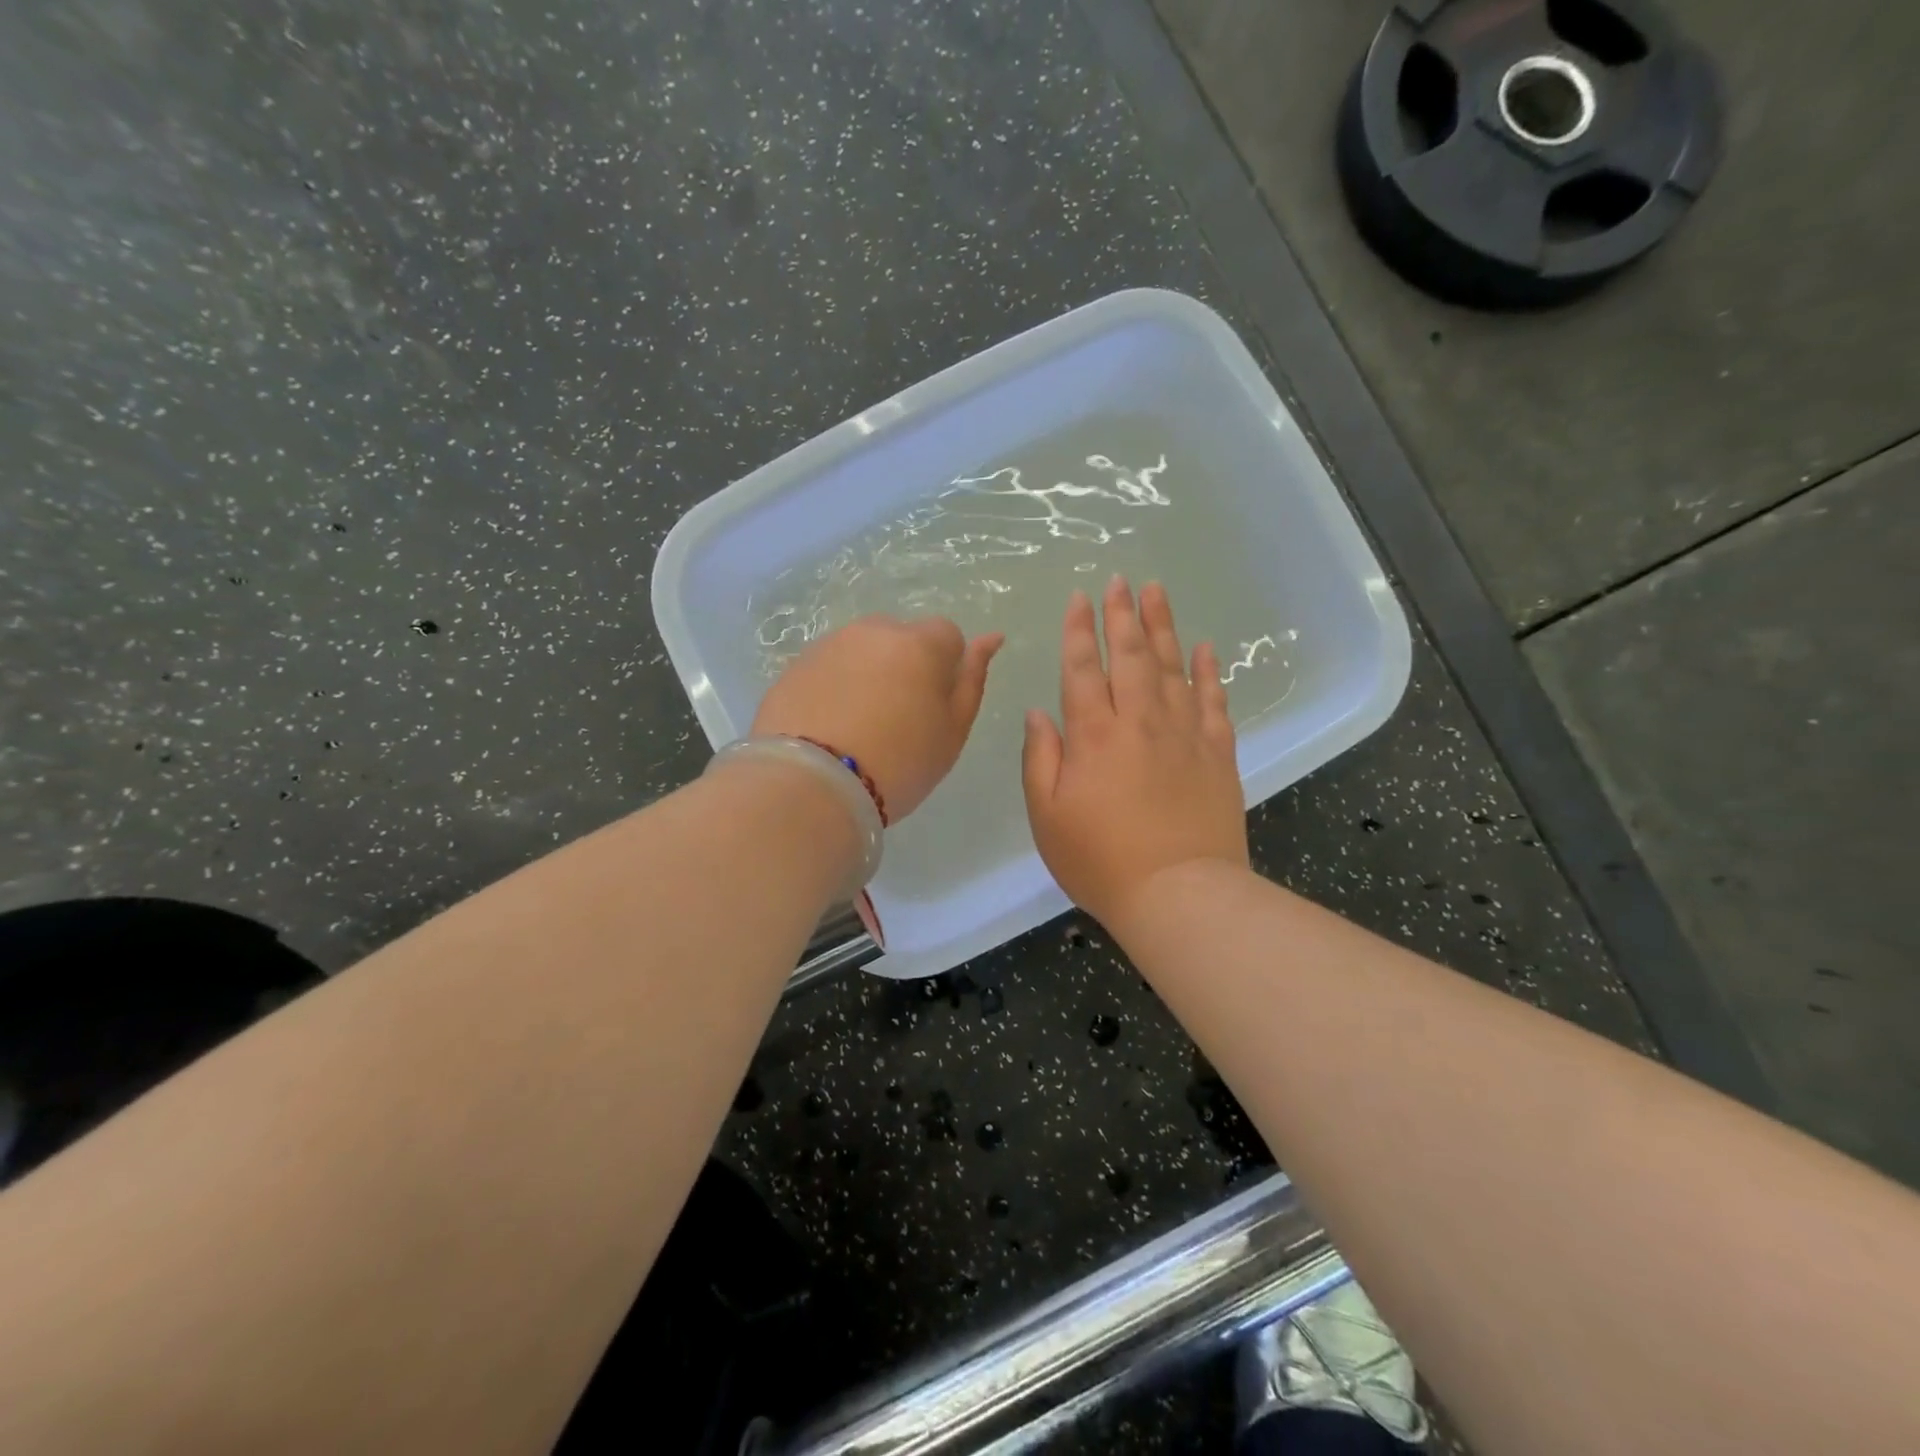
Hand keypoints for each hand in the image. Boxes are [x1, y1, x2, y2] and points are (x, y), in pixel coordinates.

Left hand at [753, 616, 1003, 820]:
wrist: (809, 786)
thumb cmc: (898, 763)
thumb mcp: (952, 732)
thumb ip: (972, 680)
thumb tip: (990, 638)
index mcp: (920, 643)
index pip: (948, 635)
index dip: (946, 669)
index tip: (934, 708)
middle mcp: (873, 631)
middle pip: (901, 637)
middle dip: (905, 665)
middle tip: (897, 719)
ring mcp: (829, 645)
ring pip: (862, 650)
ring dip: (868, 674)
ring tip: (859, 725)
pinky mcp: (794, 666)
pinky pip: (829, 668)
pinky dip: (835, 687)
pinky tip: (829, 726)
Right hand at [1022, 577, 1248, 931]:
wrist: (1179, 895)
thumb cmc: (1100, 861)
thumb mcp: (1047, 816)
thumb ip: (1040, 758)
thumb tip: (1039, 712)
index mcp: (1093, 735)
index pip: (1083, 668)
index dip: (1079, 630)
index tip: (1081, 597)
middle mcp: (1139, 721)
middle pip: (1130, 655)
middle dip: (1123, 614)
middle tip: (1122, 580)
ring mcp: (1184, 734)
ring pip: (1172, 667)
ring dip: (1163, 626)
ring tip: (1157, 591)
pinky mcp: (1217, 753)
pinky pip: (1213, 701)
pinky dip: (1208, 672)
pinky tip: (1205, 648)